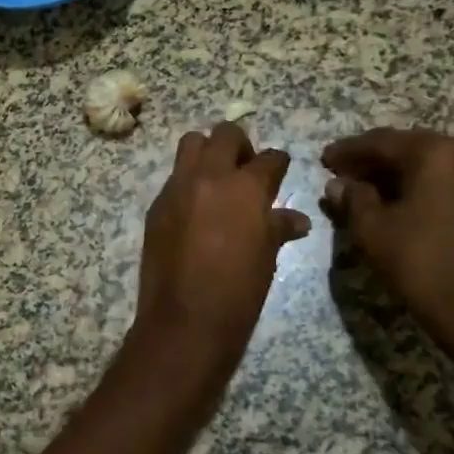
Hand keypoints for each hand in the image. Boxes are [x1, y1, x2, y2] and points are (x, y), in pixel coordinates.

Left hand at [136, 123, 310, 368]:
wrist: (186, 319)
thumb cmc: (238, 291)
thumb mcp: (267, 257)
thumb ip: (278, 227)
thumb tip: (297, 219)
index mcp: (245, 187)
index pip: (269, 158)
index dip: (278, 163)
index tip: (279, 170)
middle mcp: (210, 177)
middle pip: (225, 134)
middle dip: (240, 146)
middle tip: (245, 170)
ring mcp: (177, 188)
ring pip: (191, 144)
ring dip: (207, 153)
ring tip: (217, 181)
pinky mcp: (156, 206)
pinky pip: (173, 178)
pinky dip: (187, 182)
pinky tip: (195, 209)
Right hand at [321, 127, 453, 344]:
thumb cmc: (415, 259)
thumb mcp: (370, 226)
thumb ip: (352, 197)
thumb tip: (338, 185)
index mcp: (435, 154)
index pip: (382, 142)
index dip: (348, 150)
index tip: (323, 159)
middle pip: (408, 148)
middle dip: (372, 160)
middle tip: (340, 172)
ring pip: (428, 164)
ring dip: (394, 172)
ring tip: (363, 188)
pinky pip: (445, 181)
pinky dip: (417, 185)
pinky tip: (394, 201)